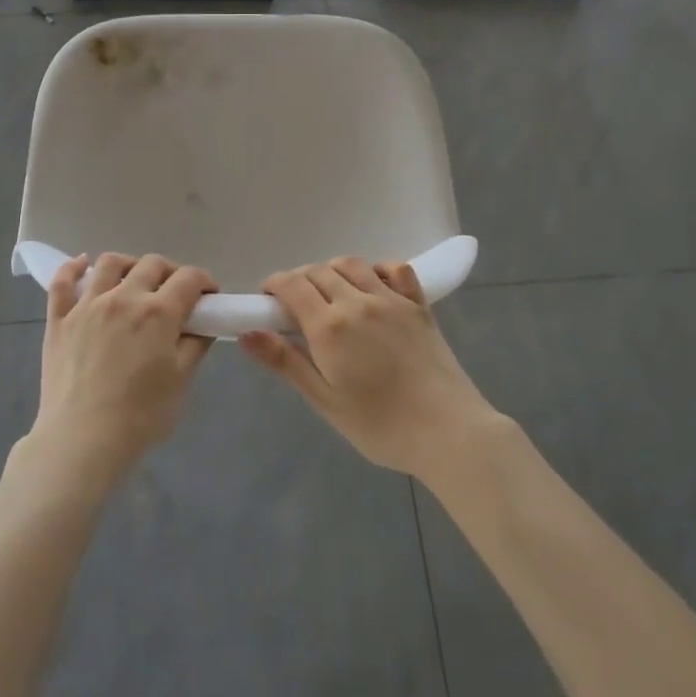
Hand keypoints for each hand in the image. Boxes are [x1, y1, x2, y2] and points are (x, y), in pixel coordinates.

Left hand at [30, 252, 216, 488]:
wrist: (82, 440)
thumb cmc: (140, 416)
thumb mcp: (180, 381)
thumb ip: (195, 346)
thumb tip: (202, 326)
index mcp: (158, 312)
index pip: (189, 278)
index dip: (204, 281)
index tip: (208, 295)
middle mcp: (124, 297)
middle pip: (152, 264)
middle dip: (171, 272)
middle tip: (175, 293)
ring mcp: (87, 305)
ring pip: (109, 263)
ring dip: (129, 264)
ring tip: (133, 279)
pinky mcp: (59, 319)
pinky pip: (62, 281)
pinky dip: (73, 267)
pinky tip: (83, 265)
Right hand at [240, 258, 500, 481]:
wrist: (449, 432)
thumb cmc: (380, 426)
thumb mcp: (325, 401)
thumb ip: (286, 362)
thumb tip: (246, 333)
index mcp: (330, 326)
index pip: (292, 285)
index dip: (274, 285)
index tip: (267, 299)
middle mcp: (358, 302)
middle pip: (319, 271)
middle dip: (299, 280)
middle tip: (294, 305)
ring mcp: (392, 299)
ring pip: (352, 264)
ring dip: (332, 270)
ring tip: (328, 293)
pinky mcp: (419, 305)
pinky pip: (395, 269)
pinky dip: (376, 268)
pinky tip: (372, 286)